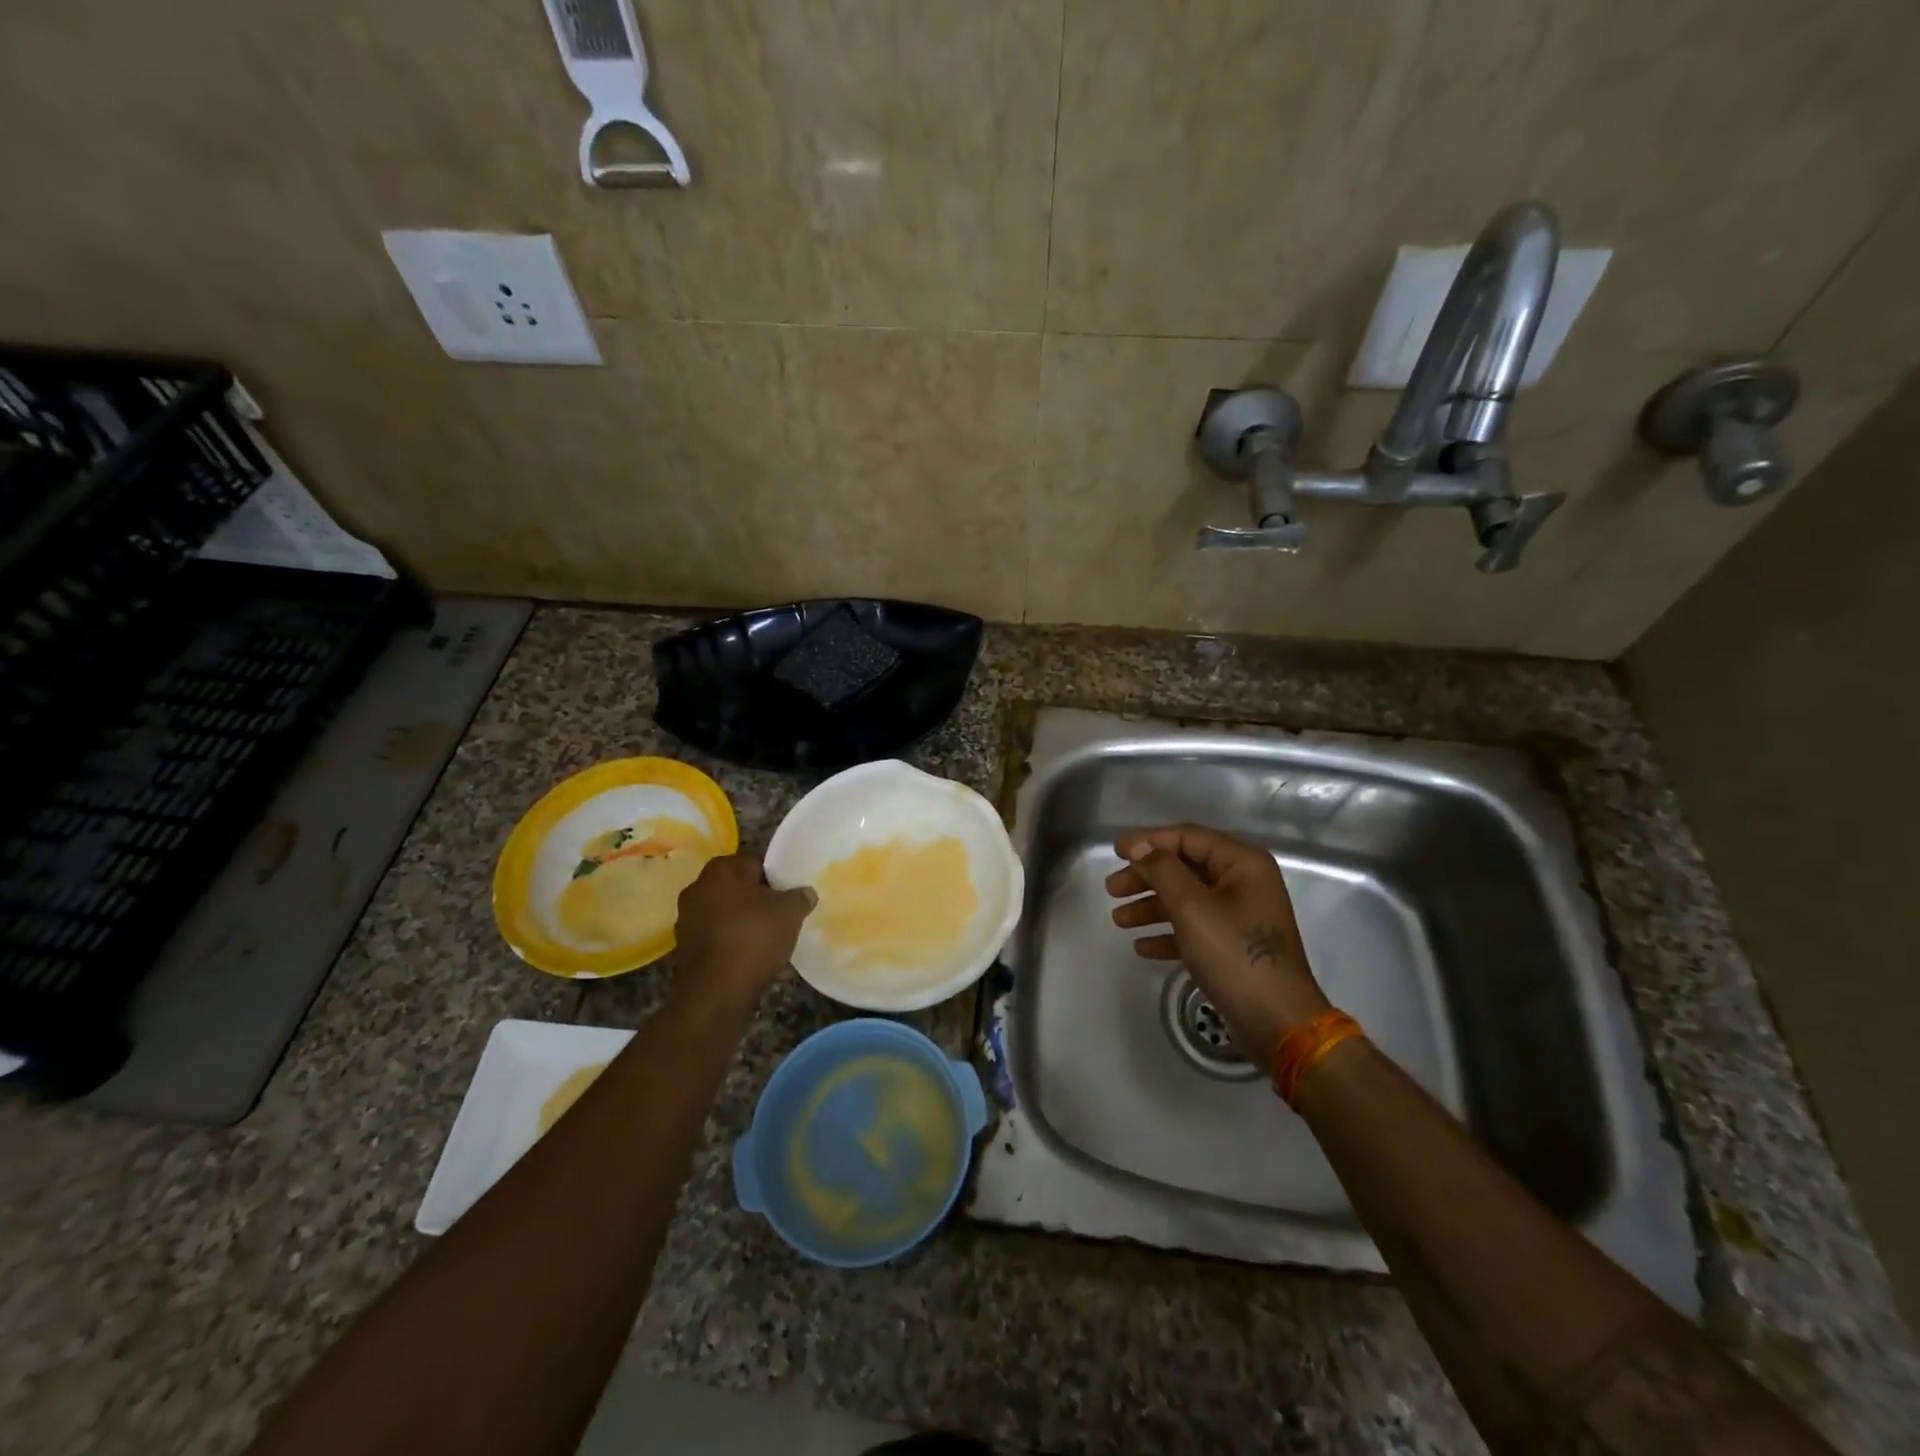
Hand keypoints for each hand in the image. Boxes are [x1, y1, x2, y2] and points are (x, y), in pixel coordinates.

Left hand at [673, 854, 814, 1007]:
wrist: (717, 990)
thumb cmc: (755, 937)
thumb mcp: (791, 912)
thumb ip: (801, 896)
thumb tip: (805, 893)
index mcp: (722, 869)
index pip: (756, 864)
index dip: (776, 881)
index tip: (788, 899)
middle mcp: (698, 887)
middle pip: (739, 890)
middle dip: (758, 903)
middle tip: (780, 919)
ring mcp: (687, 918)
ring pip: (726, 915)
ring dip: (745, 925)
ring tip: (769, 945)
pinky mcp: (684, 948)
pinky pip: (717, 939)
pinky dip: (732, 946)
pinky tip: (752, 962)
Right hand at [1105, 824, 1330, 1067]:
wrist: (1277, 1021)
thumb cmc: (1234, 954)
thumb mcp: (1192, 907)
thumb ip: (1162, 870)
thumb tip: (1140, 847)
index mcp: (1242, 864)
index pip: (1188, 838)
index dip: (1149, 841)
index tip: (1115, 851)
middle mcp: (1244, 883)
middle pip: (1184, 868)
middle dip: (1146, 877)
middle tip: (1112, 889)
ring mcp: (1240, 915)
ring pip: (1186, 900)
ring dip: (1151, 907)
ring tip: (1119, 920)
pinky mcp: (1234, 946)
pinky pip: (1194, 928)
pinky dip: (1168, 934)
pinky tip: (1141, 947)